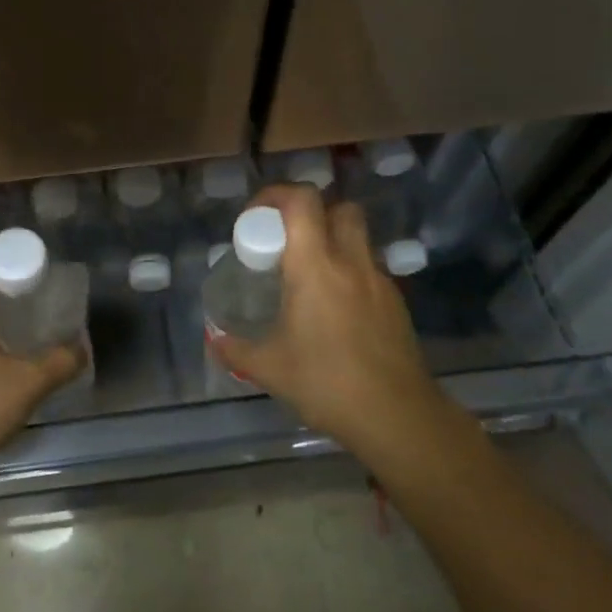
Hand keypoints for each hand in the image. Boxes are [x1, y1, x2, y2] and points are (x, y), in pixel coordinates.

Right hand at [209, 184, 439, 453]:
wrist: (396, 416)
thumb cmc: (326, 383)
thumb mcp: (269, 368)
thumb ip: (236, 349)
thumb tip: (215, 339)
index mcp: (315, 266)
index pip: (302, 201)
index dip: (276, 194)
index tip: (256, 216)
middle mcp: (351, 262)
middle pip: (339, 208)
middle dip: (312, 213)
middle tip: (288, 241)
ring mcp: (379, 281)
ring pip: (359, 238)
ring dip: (334, 241)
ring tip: (310, 276)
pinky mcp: (396, 303)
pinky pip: (370, 270)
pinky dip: (350, 273)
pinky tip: (336, 310)